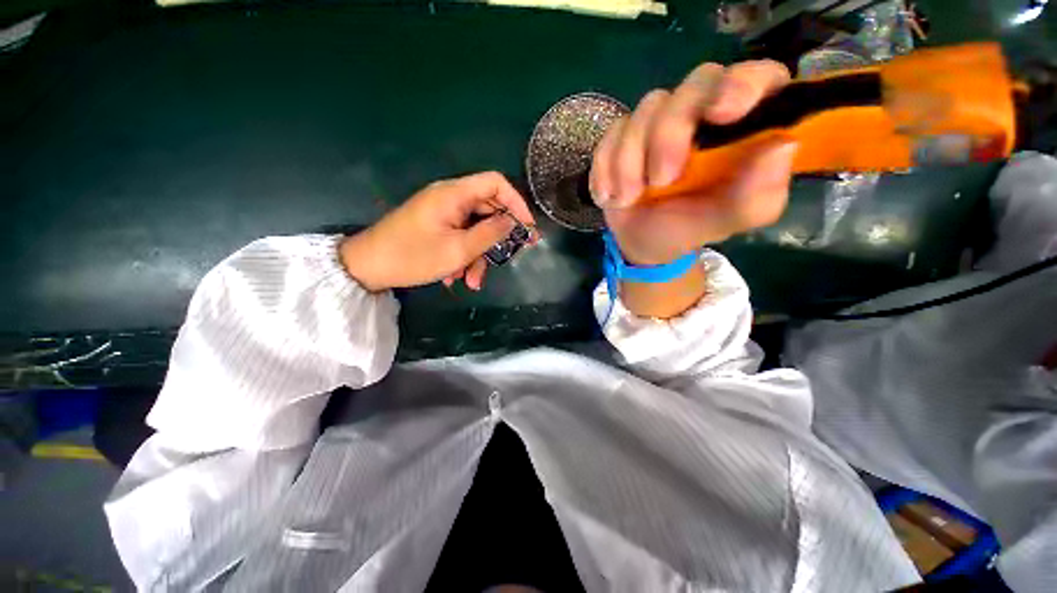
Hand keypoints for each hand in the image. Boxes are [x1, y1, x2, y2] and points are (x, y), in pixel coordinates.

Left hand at [339, 172, 535, 291]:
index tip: (526, 228)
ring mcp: (442, 212)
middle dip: (495, 241)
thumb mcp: (458, 249)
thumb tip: (512, 222)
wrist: (367, 267)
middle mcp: (450, 198)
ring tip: (470, 282)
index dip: (516, 203)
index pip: (496, 183)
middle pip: (487, 211)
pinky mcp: (436, 225)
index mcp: (454, 194)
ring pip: (474, 229)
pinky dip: (462, 256)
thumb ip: (490, 234)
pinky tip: (454, 276)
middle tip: (504, 262)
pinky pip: (460, 236)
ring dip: (476, 256)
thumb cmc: (413, 256)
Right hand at [590, 60, 797, 264]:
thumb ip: (757, 195)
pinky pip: (611, 134)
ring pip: (646, 110)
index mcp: (741, 129)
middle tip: (661, 181)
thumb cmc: (690, 229)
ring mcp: (658, 122)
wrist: (644, 242)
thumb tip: (782, 147)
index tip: (723, 113)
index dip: (743, 83)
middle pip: (694, 85)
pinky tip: (610, 195)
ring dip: (631, 160)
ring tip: (629, 198)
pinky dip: (606, 167)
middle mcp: (702, 114)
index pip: (758, 77)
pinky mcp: (623, 136)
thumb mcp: (727, 222)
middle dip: (670, 133)